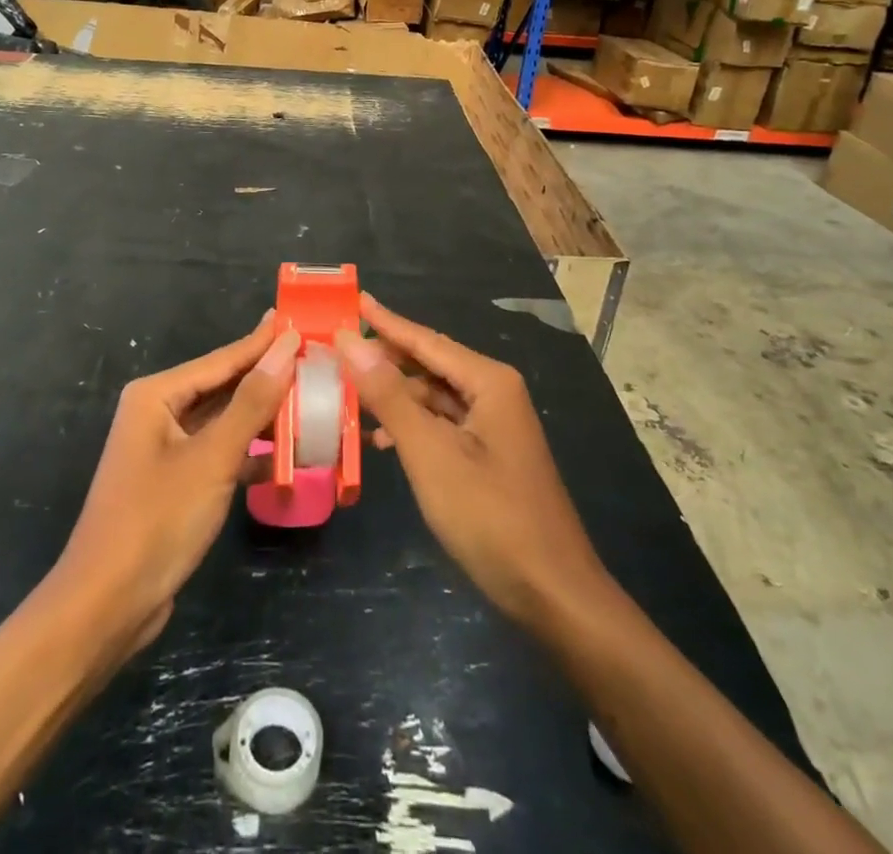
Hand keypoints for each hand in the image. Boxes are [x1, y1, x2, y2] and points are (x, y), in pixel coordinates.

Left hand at [52, 313, 300, 656]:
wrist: (107, 607)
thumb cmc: (157, 520)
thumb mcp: (212, 457)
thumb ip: (252, 401)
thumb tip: (286, 347)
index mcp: (157, 395)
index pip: (223, 359)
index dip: (264, 342)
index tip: (302, 321)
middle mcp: (158, 413)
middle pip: (224, 386)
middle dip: (268, 377)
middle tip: (315, 359)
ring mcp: (166, 449)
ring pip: (224, 421)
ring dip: (264, 417)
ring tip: (311, 400)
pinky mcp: (176, 482)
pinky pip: (220, 452)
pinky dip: (250, 452)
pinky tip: (287, 455)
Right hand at [337, 294, 607, 628]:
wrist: (553, 593)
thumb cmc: (490, 516)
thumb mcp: (430, 453)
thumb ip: (389, 396)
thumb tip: (351, 342)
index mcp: (488, 381)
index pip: (425, 339)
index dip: (386, 321)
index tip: (353, 299)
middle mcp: (494, 392)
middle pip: (430, 363)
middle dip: (386, 358)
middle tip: (339, 352)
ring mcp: (494, 425)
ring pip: (434, 397)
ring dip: (395, 396)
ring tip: (348, 395)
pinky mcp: (490, 455)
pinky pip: (443, 425)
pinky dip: (412, 427)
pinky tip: (381, 442)